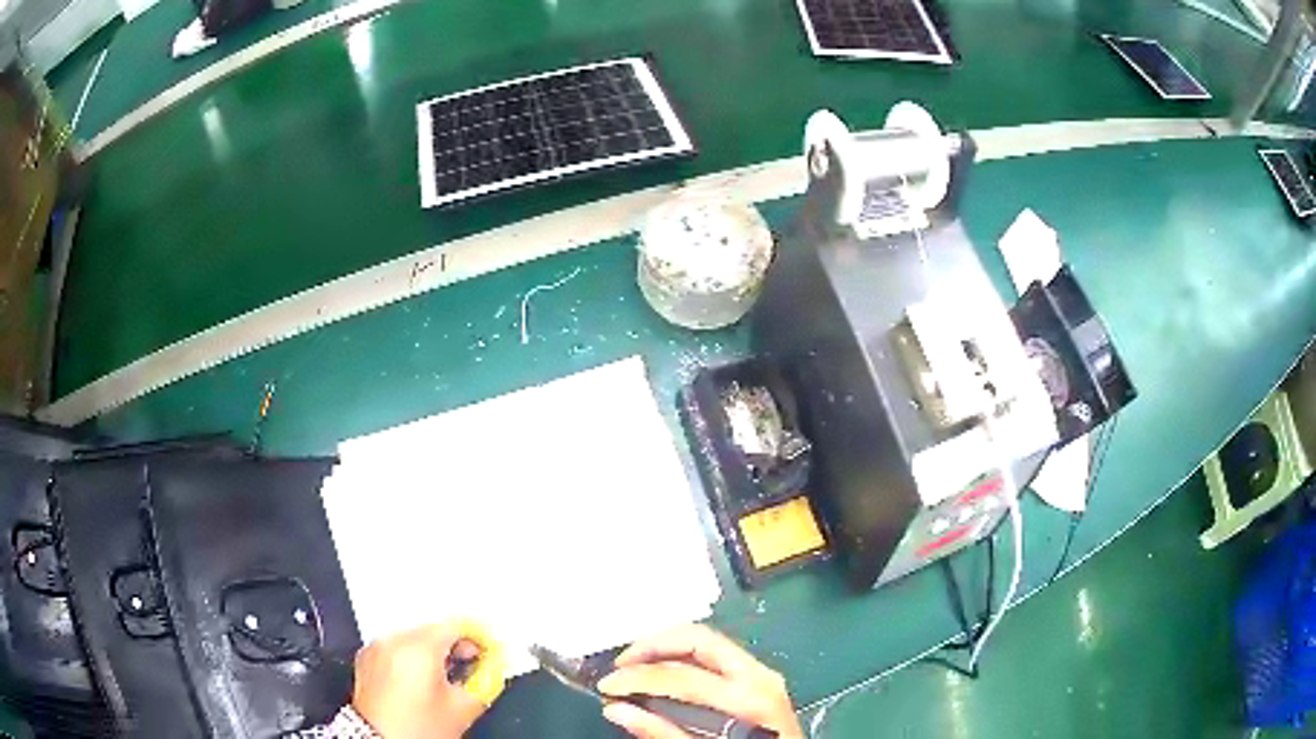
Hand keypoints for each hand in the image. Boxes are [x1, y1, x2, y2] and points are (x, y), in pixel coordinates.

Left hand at [352, 622, 504, 738]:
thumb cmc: (417, 729)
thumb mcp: (461, 710)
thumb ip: (484, 682)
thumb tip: (494, 667)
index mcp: (418, 648)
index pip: (455, 626)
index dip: (477, 637)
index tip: (488, 651)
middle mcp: (394, 640)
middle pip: (433, 630)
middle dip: (454, 646)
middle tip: (470, 668)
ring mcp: (376, 647)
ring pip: (414, 638)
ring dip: (432, 651)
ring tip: (443, 679)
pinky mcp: (366, 658)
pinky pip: (396, 647)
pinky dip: (410, 657)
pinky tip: (419, 681)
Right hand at [596, 624, 803, 738]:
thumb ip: (661, 733)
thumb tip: (616, 710)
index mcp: (748, 697)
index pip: (682, 675)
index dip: (637, 677)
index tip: (607, 685)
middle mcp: (759, 675)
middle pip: (698, 638)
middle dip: (652, 645)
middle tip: (620, 664)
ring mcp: (763, 673)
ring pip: (707, 640)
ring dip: (667, 647)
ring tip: (635, 665)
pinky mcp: (760, 678)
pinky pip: (716, 655)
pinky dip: (684, 656)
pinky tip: (664, 671)